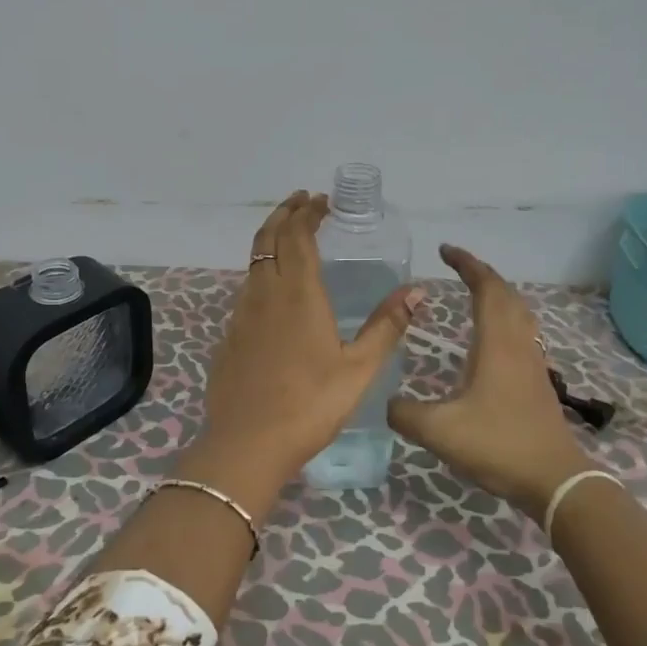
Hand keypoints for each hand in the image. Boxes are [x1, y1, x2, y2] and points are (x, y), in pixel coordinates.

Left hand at [180, 191, 424, 510]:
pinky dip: (261, 273)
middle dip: (284, 214)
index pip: (297, 235)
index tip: (321, 201)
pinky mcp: (229, 337)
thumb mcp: (359, 369)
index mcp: (298, 294)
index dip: (307, 213)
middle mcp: (265, 294)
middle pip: (268, 239)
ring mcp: (241, 315)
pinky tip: (274, 293)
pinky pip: (246, 291)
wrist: (247, 444)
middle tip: (301, 202)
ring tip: (289, 238)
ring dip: (270, 241)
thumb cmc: (310, 405)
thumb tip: (417, 291)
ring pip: (253, 263)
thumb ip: (387, 326)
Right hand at [388, 244, 591, 518]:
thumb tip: (386, 403)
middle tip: (456, 267)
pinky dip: (504, 319)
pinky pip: (521, 333)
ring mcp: (532, 362)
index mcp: (496, 344)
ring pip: (518, 313)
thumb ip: (405, 413)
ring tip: (473, 294)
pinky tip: (492, 340)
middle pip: (506, 294)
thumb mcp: (439, 431)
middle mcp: (518, 344)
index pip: (486, 288)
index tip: (445, 251)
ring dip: (497, 295)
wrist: (554, 480)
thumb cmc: (498, 445)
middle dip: (482, 274)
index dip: (467, 265)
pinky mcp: (537, 381)